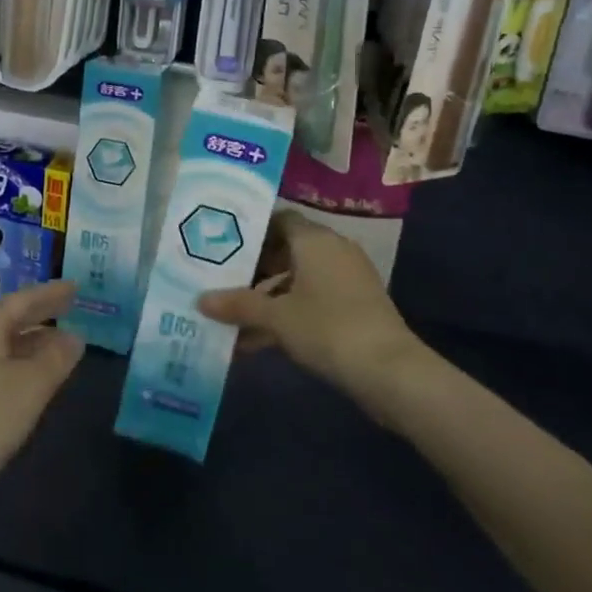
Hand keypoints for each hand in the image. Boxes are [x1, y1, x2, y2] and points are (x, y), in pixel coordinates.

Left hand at [0, 281, 83, 519]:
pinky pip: (1, 367)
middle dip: (42, 314)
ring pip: (6, 345)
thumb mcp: (32, 384)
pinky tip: (40, 377)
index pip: (23, 299)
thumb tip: (75, 337)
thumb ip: (57, 357)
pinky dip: (24, 365)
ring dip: (35, 342)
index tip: (76, 286)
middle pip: (11, 319)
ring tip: (65, 342)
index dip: (51, 293)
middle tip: (73, 306)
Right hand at [198, 211, 421, 408]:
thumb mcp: (276, 317)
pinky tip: (259, 342)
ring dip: (269, 297)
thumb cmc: (328, 328)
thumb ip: (238, 305)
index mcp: (314, 240)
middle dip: (254, 269)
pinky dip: (289, 314)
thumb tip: (200, 300)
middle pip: (286, 250)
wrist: (391, 372)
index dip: (251, 230)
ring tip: (235, 319)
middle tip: (222, 282)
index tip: (223, 245)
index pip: (278, 219)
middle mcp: (333, 250)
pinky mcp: (356, 307)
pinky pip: (314, 300)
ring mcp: (348, 279)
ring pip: (298, 279)